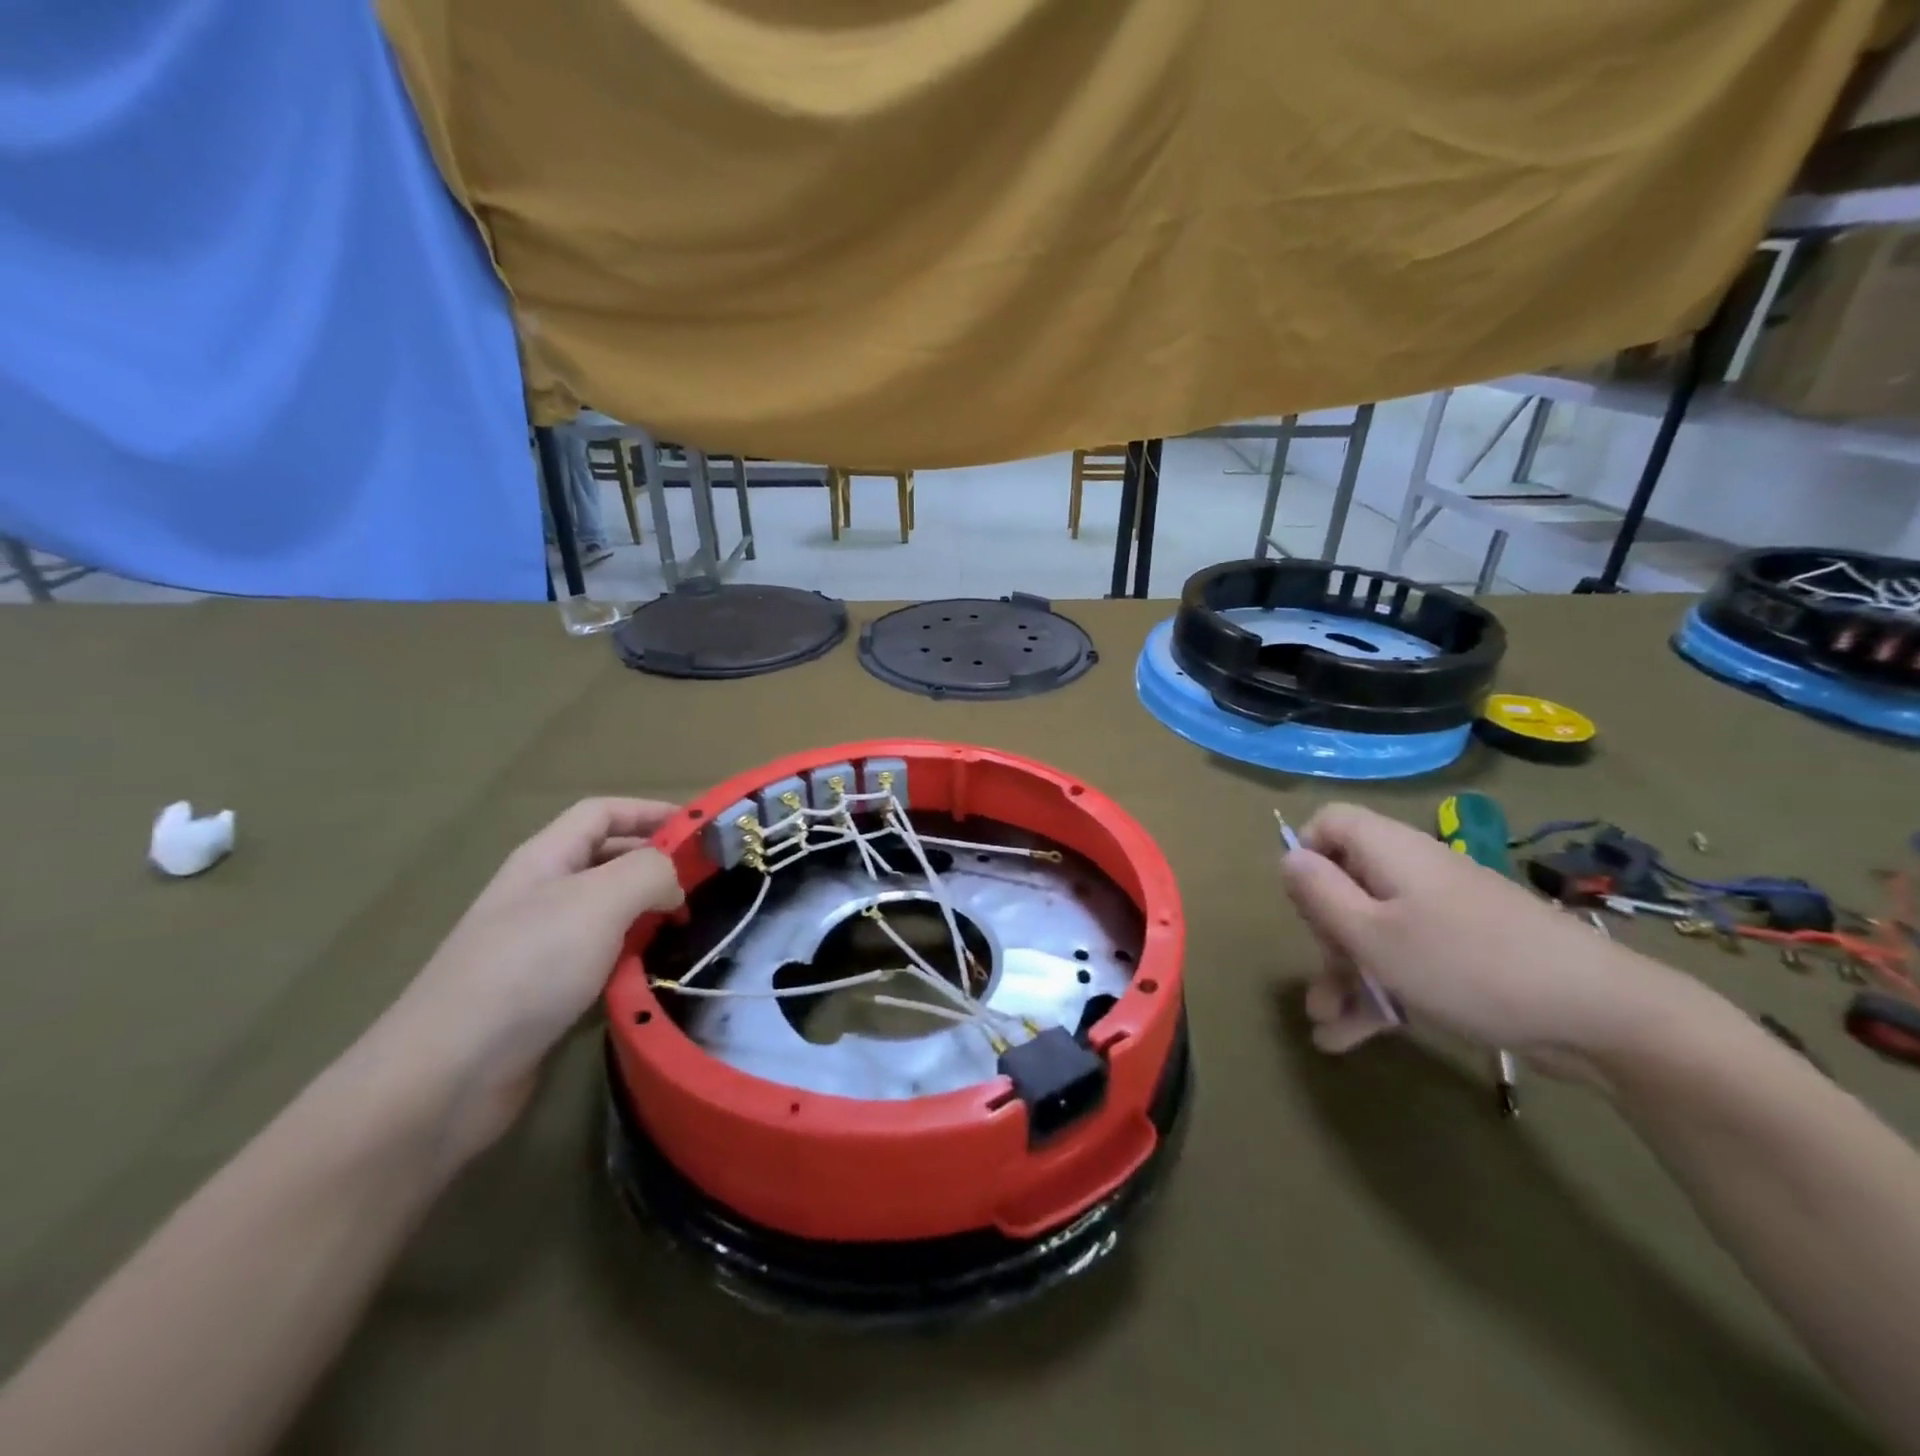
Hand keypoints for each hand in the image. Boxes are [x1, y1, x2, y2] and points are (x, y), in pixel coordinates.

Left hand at [372, 799, 684, 1160]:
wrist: (448, 1073)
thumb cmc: (528, 968)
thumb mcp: (599, 901)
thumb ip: (650, 873)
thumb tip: (673, 885)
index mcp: (546, 859)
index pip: (603, 813)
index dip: (651, 811)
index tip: (701, 832)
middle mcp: (541, 893)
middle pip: (608, 859)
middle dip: (656, 864)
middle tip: (705, 885)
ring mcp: (540, 945)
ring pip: (608, 913)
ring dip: (649, 914)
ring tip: (689, 929)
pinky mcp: (546, 991)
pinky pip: (601, 959)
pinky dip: (631, 958)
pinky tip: (653, 974)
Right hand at [1279, 803, 1694, 1078]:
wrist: (1600, 1016)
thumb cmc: (1465, 964)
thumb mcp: (1372, 934)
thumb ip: (1320, 894)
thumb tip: (1289, 857)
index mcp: (1389, 852)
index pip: (1330, 822)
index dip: (1306, 854)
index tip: (1304, 904)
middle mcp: (1412, 873)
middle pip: (1346, 882)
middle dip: (1324, 936)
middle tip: (1325, 977)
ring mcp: (1441, 915)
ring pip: (1373, 931)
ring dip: (1344, 975)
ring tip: (1325, 1026)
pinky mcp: (1463, 953)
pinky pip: (1405, 960)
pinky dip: (1378, 993)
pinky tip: (1351, 1039)